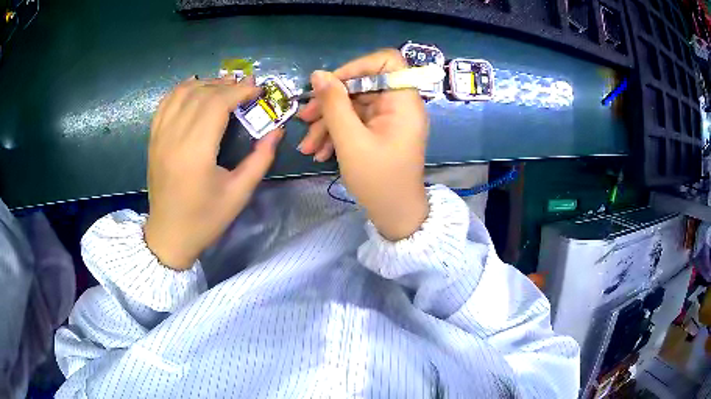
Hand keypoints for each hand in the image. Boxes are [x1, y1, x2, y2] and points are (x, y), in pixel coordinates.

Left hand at [144, 76, 282, 269]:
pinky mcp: (153, 139)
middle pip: (201, 95)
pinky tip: (195, 88)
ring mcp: (160, 136)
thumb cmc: (205, 219)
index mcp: (195, 152)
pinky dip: (182, 90)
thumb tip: (277, 130)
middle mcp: (174, 137)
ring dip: (206, 84)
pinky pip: (165, 103)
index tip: (258, 90)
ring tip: (224, 87)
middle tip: (246, 87)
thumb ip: (260, 159)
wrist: (169, 236)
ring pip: (182, 94)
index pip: (217, 104)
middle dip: (226, 85)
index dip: (239, 91)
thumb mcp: (239, 193)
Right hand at [298, 49, 428, 240]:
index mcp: (403, 101)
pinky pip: (356, 122)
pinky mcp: (380, 131)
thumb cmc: (378, 180)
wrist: (395, 215)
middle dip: (330, 102)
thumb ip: (333, 104)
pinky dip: (337, 133)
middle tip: (304, 119)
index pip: (387, 61)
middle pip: (362, 85)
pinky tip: (319, 152)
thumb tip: (318, 74)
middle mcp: (399, 105)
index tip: (331, 84)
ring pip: (354, 106)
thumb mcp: (350, 141)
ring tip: (307, 146)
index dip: (357, 66)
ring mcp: (389, 119)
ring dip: (327, 122)